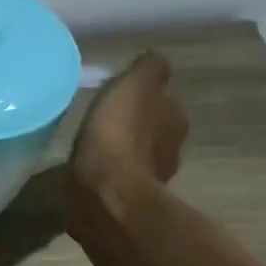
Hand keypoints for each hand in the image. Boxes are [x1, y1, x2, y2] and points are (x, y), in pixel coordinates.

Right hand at [65, 52, 188, 234]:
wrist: (106, 196)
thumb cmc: (118, 135)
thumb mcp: (134, 86)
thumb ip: (147, 70)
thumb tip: (154, 60)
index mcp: (174, 120)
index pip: (164, 102)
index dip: (143, 100)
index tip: (120, 100)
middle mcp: (171, 150)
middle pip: (153, 133)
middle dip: (135, 130)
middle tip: (107, 126)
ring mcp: (150, 182)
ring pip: (137, 160)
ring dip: (122, 157)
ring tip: (96, 152)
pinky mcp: (126, 204)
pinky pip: (118, 184)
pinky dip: (109, 179)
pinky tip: (91, 176)